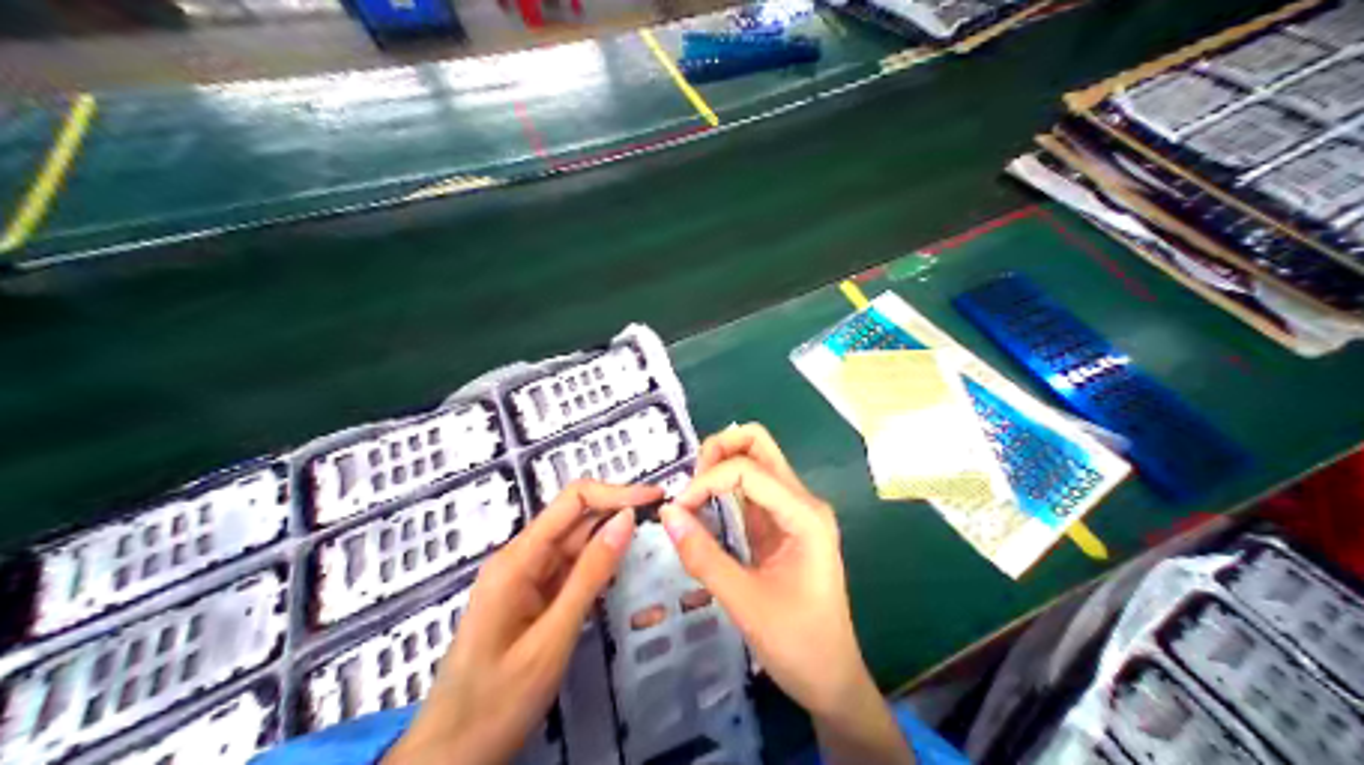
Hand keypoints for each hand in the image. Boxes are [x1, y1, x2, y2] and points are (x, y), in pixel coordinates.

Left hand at [380, 482, 663, 764]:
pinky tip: (624, 572)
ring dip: (611, 541)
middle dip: (619, 513)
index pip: (572, 502)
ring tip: (655, 542)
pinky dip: (598, 569)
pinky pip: (568, 573)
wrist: (451, 752)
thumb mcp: (552, 638)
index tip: (657, 497)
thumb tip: (626, 519)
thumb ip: (590, 576)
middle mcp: (519, 560)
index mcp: (516, 560)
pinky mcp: (529, 601)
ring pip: (574, 546)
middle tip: (666, 523)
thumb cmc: (498, 699)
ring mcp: (523, 581)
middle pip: (574, 520)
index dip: (616, 493)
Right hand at [664, 425, 913, 764]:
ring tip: (690, 498)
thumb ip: (703, 555)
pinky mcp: (781, 529)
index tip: (677, 511)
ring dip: (719, 469)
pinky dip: (723, 491)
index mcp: (804, 515)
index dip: (707, 480)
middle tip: (688, 486)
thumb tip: (667, 513)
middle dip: (718, 452)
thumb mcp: (744, 602)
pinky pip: (751, 493)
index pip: (749, 470)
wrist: (831, 679)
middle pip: (759, 446)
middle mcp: (802, 503)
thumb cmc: (797, 643)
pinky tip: (702, 510)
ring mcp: (792, 514)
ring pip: (754, 464)